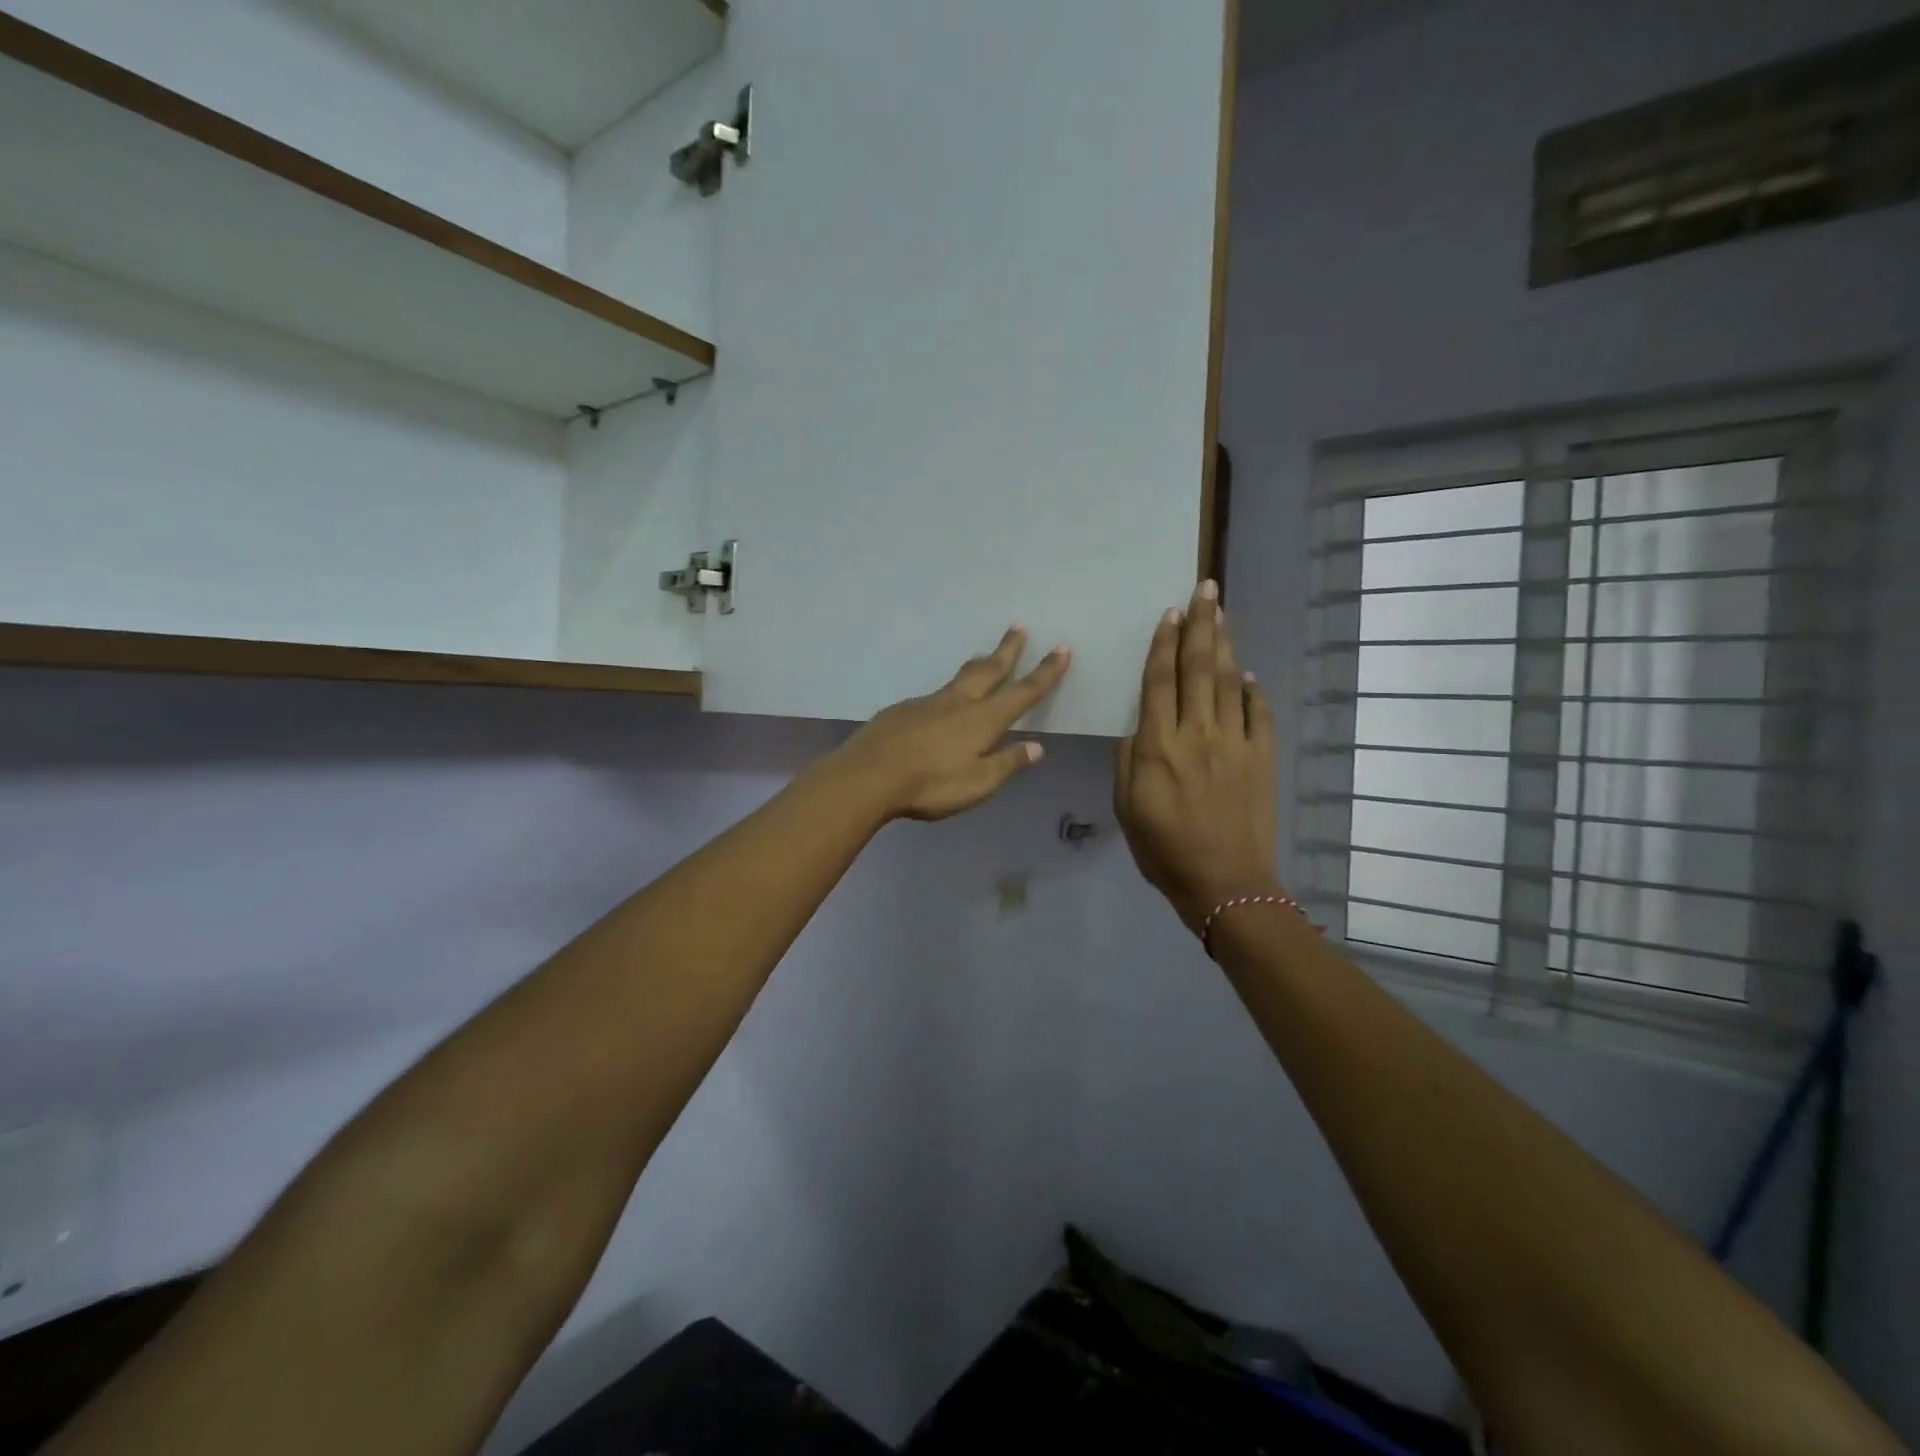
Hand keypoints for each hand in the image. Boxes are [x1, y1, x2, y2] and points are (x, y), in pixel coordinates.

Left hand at [829, 626, 1070, 821]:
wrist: (868, 775)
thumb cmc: (930, 784)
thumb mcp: (978, 783)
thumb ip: (1007, 763)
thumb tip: (1036, 747)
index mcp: (983, 720)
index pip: (1023, 692)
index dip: (1045, 672)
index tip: (1062, 649)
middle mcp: (958, 702)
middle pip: (989, 670)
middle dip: (1008, 650)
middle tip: (1018, 627)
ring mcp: (927, 703)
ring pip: (959, 678)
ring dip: (977, 664)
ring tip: (984, 655)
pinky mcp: (902, 710)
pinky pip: (933, 696)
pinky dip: (948, 691)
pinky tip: (941, 704)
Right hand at [1114, 581, 1279, 933]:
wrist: (1225, 882)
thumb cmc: (1163, 849)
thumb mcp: (1125, 807)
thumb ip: (1127, 760)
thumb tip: (1139, 728)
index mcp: (1157, 745)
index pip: (1159, 681)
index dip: (1163, 643)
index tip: (1168, 613)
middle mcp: (1196, 733)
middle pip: (1197, 667)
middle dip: (1199, 624)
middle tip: (1204, 589)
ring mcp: (1234, 742)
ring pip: (1228, 681)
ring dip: (1225, 643)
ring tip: (1221, 612)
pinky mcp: (1261, 757)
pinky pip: (1257, 713)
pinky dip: (1253, 690)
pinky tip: (1248, 674)